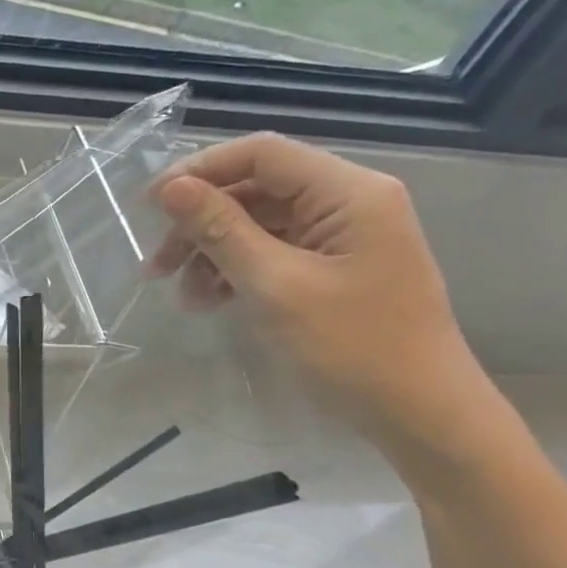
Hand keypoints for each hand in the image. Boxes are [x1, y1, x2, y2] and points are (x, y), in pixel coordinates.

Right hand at [147, 132, 479, 446]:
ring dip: (211, 253)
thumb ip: (221, 230)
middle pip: (256, 190)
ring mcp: (341, 237)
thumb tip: (172, 188)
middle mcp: (348, 203)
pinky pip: (271, 253)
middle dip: (200, 223)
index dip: (200, 171)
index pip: (262, 154)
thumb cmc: (351, 346)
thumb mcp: (275, 286)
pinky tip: (209, 302)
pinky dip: (234, 273)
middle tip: (156, 266)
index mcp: (348, 193)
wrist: (417, 412)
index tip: (149, 206)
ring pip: (257, 224)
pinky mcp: (332, 268)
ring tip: (184, 297)